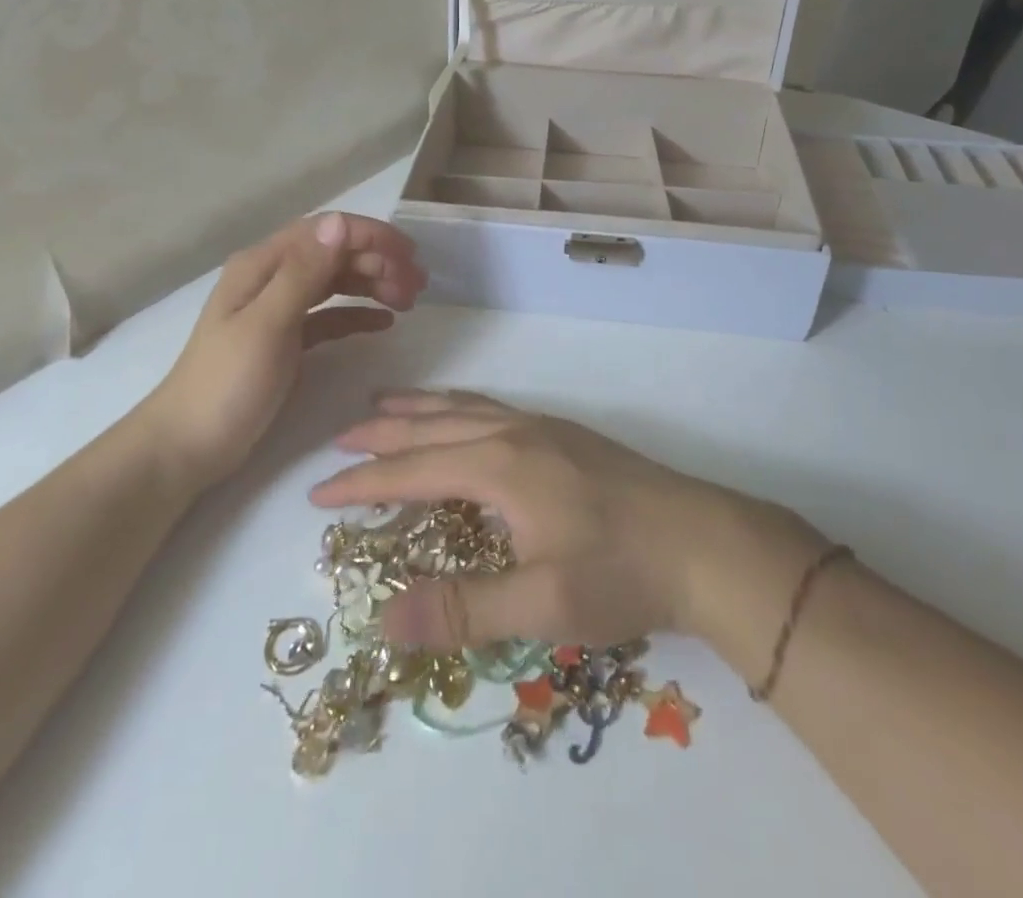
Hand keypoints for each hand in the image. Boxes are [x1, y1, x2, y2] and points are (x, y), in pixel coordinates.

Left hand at [148, 214, 425, 482]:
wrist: (187, 446)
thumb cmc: (227, 384)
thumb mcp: (267, 324)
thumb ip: (304, 273)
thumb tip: (340, 223)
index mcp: (262, 266)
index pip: (324, 232)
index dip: (370, 236)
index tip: (409, 255)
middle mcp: (271, 278)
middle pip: (334, 254)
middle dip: (378, 261)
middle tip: (419, 284)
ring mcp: (279, 310)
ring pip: (335, 282)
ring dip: (373, 284)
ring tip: (410, 300)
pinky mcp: (287, 340)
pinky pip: (331, 315)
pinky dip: (358, 313)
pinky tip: (384, 322)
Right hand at [309, 392, 824, 650]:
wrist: (703, 542)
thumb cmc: (620, 573)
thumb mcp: (541, 605)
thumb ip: (462, 609)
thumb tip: (382, 616)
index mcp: (500, 466)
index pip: (413, 471)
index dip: (364, 482)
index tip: (319, 491)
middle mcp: (514, 433)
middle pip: (433, 427)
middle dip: (383, 434)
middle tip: (341, 438)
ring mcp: (542, 427)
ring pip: (464, 407)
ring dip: (419, 409)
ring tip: (384, 405)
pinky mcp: (564, 434)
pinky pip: (490, 407)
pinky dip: (457, 406)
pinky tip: (462, 416)